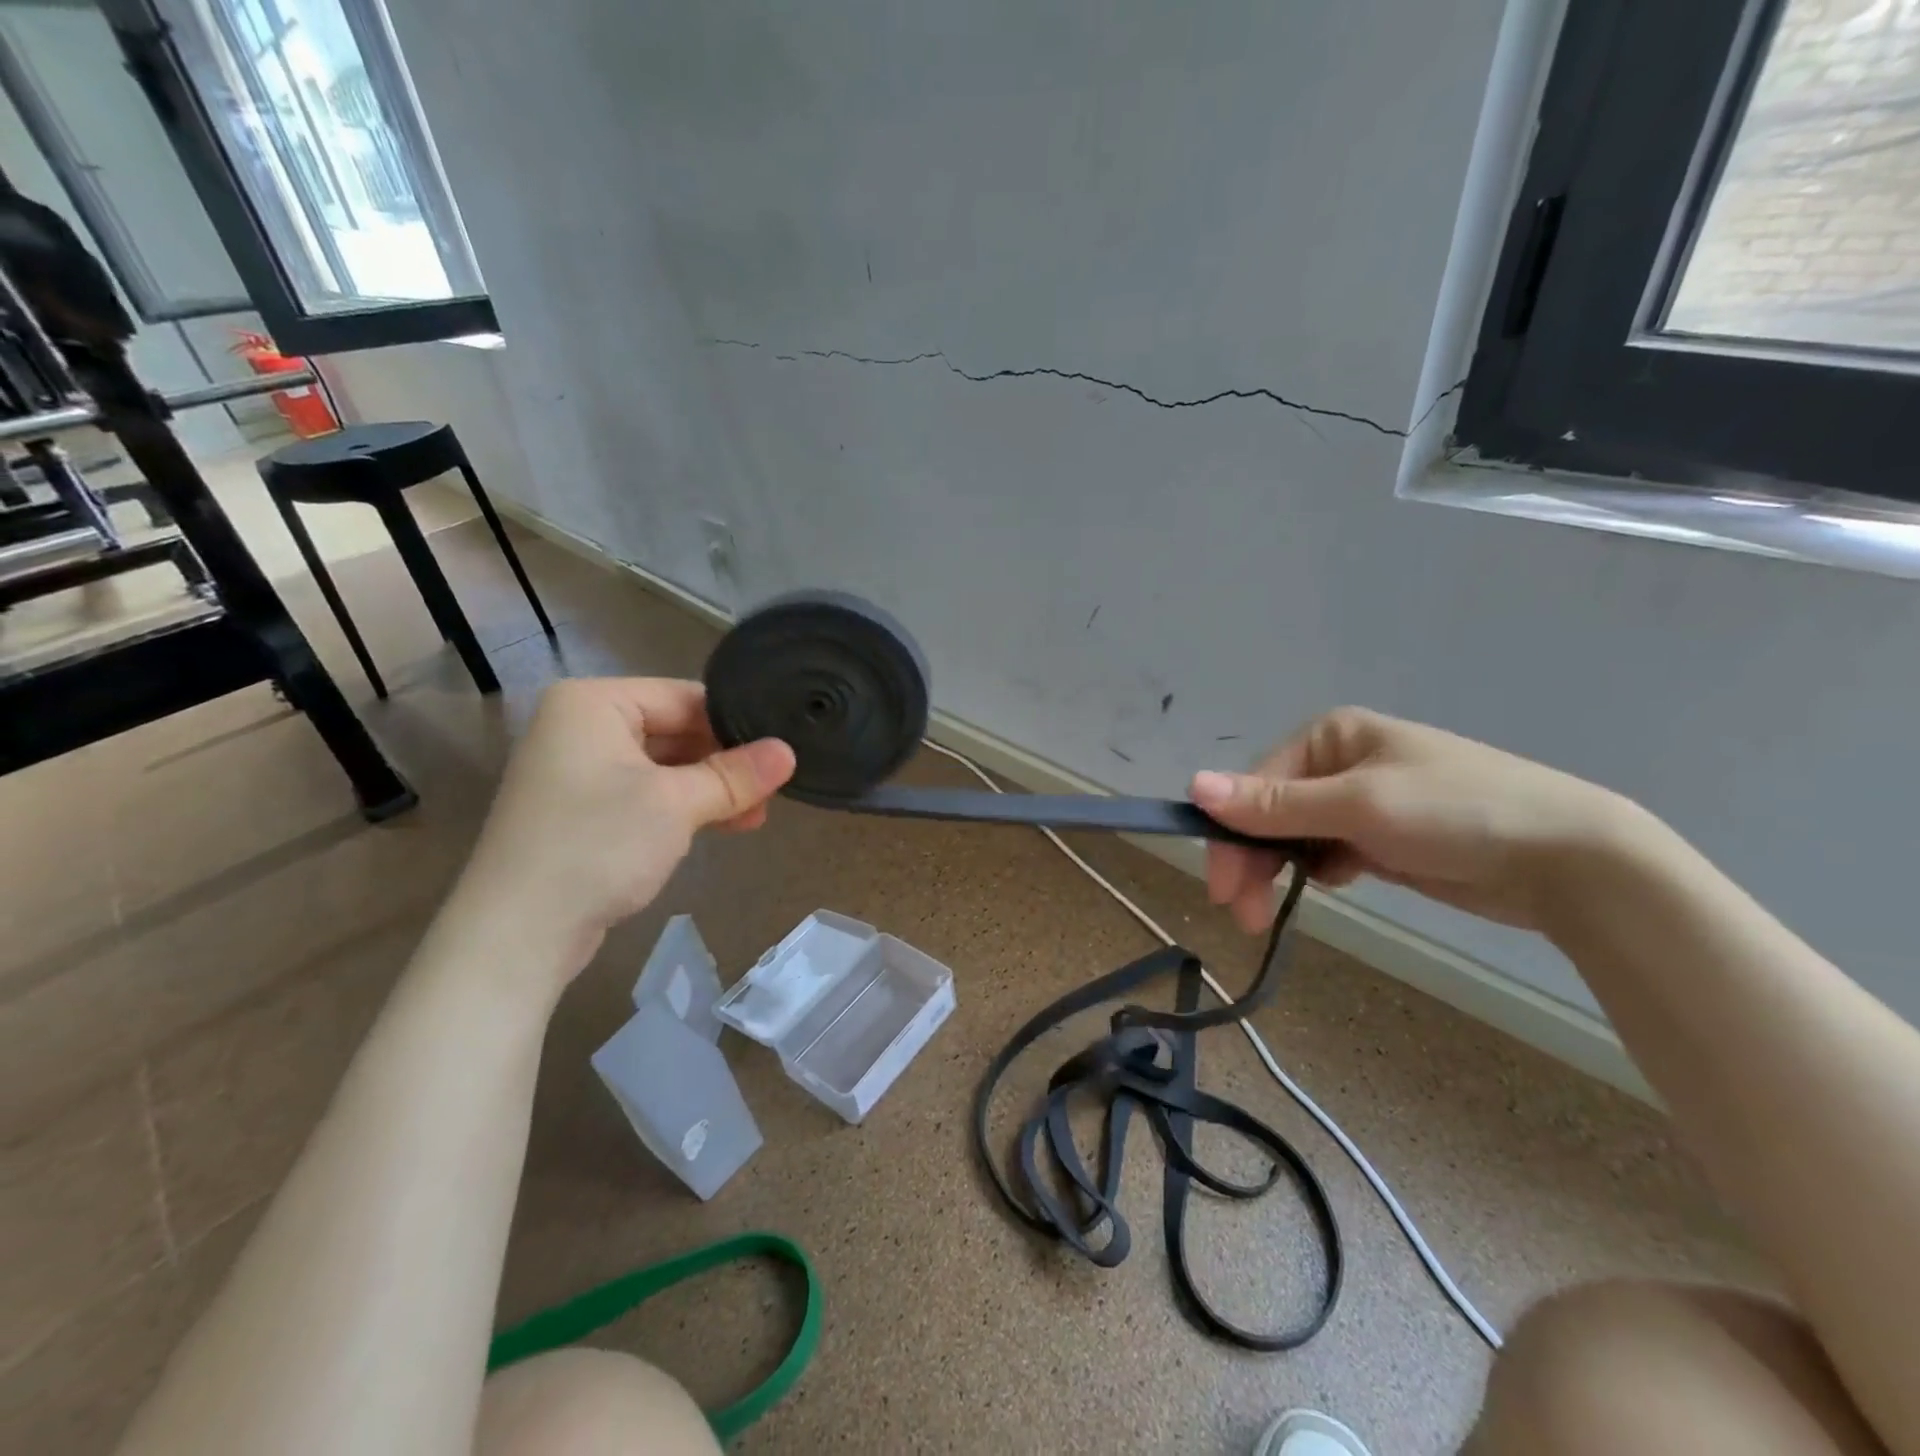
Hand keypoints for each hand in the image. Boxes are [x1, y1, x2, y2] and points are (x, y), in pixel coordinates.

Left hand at [454, 677, 794, 972]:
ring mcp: (578, 771)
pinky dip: (683, 808)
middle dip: (724, 763)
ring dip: (710, 790)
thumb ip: (735, 775)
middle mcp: (581, 727)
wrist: (517, 933)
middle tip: (774, 789)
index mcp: (594, 703)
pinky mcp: (582, 811)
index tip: (780, 751)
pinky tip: (724, 825)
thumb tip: (790, 752)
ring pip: (664, 767)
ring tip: (757, 815)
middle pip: (674, 730)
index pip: (684, 697)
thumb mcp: (677, 804)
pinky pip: (645, 795)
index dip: (735, 725)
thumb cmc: (597, 846)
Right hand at [1190, 707, 1643, 933]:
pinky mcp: (1382, 837)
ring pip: (1293, 837)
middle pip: (1270, 812)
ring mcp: (1362, 801)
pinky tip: (1336, 883)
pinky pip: (1326, 852)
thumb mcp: (1358, 806)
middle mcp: (1339, 763)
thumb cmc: (1457, 813)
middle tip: (1242, 914)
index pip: (1256, 785)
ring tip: (1269, 913)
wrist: (1570, 860)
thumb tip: (1193, 786)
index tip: (1223, 888)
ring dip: (1278, 870)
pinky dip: (1318, 871)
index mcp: (1331, 736)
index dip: (1232, 835)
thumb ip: (1274, 804)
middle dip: (1252, 861)